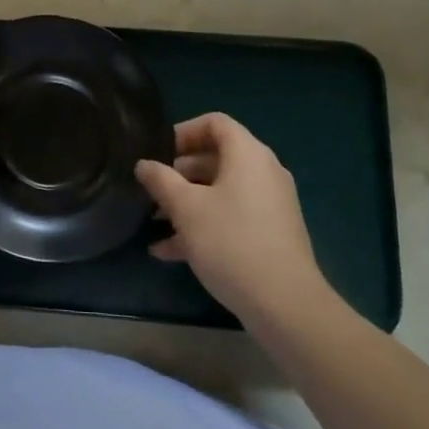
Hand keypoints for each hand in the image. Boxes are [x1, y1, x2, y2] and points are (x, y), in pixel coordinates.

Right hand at [136, 113, 330, 325]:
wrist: (285, 305)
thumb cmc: (231, 242)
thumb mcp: (186, 208)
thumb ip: (161, 180)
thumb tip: (144, 164)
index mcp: (247, 154)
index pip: (214, 123)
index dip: (183, 132)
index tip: (158, 153)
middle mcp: (263, 172)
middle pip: (216, 158)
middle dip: (179, 173)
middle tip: (151, 189)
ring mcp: (270, 204)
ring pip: (221, 191)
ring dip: (187, 202)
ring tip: (154, 221)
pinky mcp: (271, 233)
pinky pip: (232, 216)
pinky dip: (204, 224)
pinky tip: (169, 251)